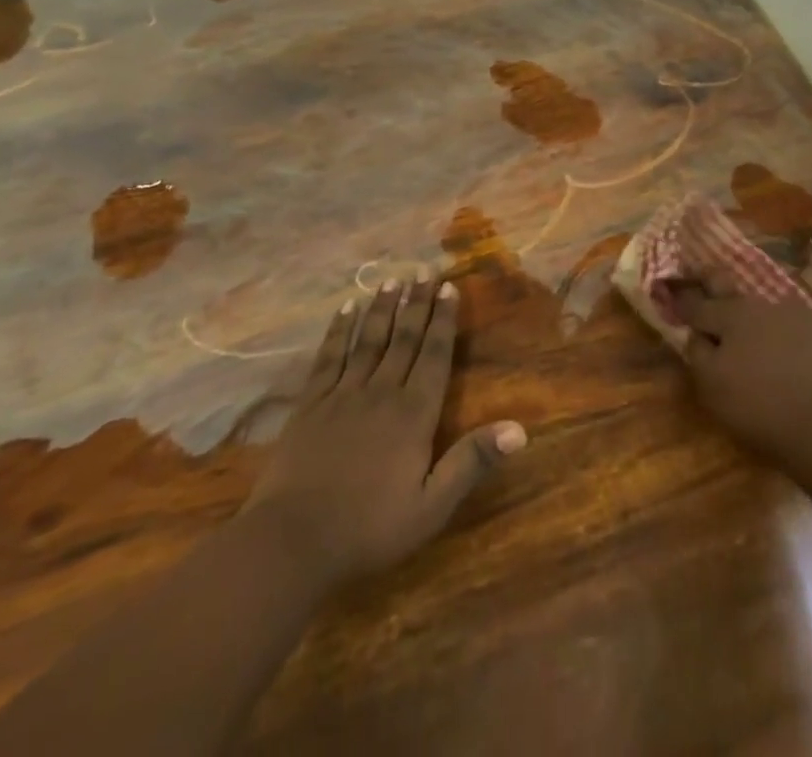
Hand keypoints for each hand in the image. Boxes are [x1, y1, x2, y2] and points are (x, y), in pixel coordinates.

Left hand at [237, 274, 526, 591]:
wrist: (291, 542)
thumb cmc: (369, 529)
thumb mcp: (431, 507)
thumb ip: (471, 463)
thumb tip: (519, 429)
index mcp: (414, 414)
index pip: (435, 355)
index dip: (444, 320)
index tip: (450, 287)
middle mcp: (381, 392)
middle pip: (404, 338)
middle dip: (417, 302)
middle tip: (425, 269)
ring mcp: (342, 394)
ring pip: (368, 340)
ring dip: (382, 308)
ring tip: (392, 279)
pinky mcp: (311, 403)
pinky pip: (329, 356)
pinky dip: (339, 330)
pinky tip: (345, 309)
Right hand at [669, 266, 811, 464]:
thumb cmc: (761, 408)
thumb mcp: (712, 388)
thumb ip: (697, 354)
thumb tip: (695, 335)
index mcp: (730, 315)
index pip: (697, 304)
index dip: (681, 300)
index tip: (669, 293)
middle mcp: (763, 305)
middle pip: (732, 292)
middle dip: (713, 284)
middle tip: (704, 280)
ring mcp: (800, 316)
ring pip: (768, 309)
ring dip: (756, 317)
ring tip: (753, 331)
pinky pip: (800, 329)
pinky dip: (790, 337)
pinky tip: (792, 356)